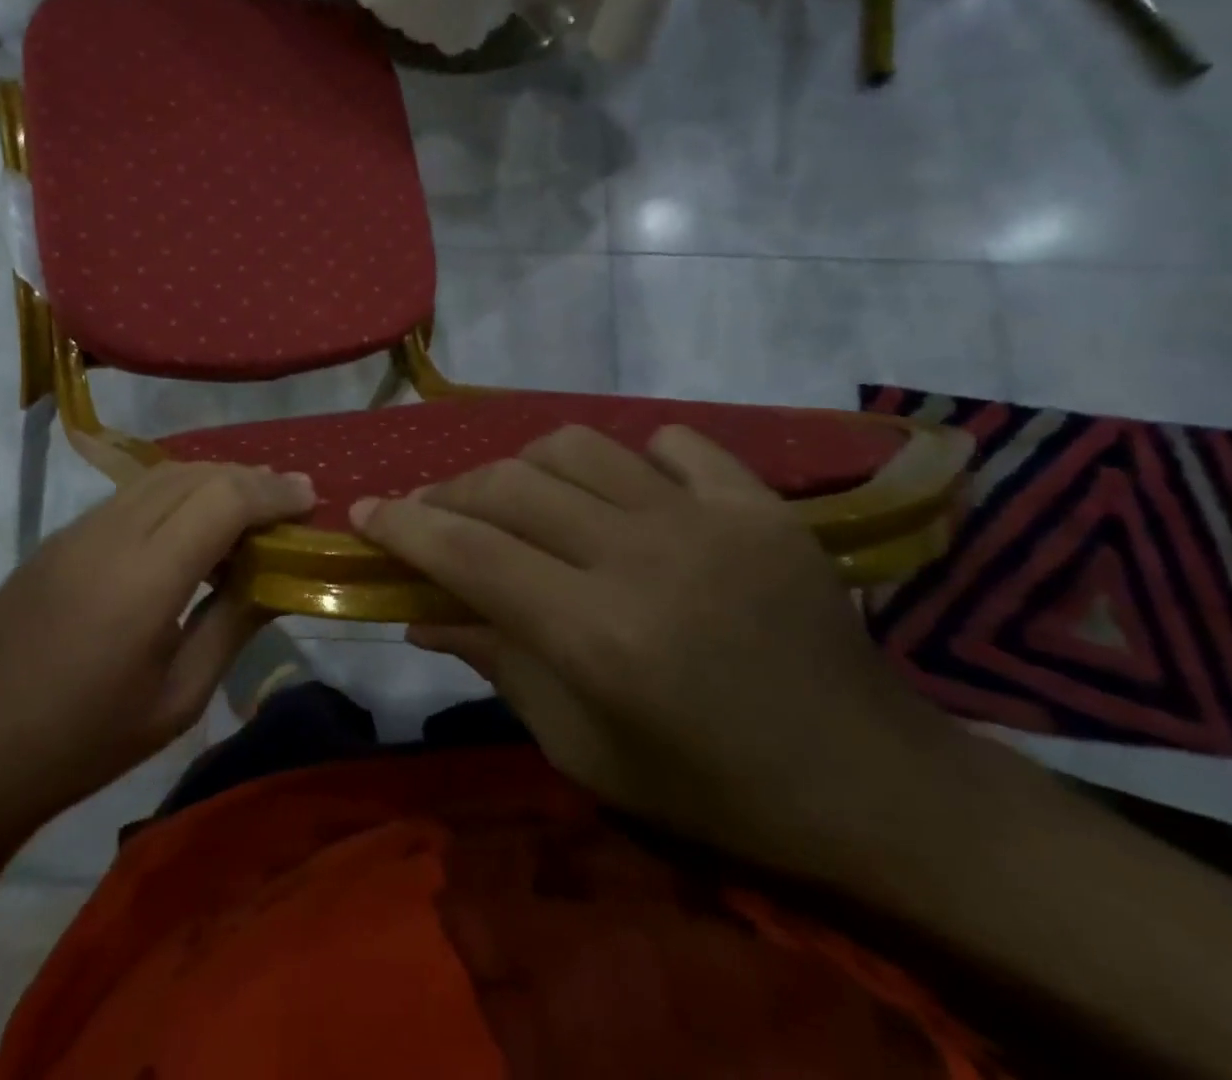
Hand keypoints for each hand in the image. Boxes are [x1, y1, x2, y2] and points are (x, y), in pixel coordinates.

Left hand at [0, 462, 313, 829]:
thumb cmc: (85, 742)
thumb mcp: (177, 700)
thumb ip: (232, 627)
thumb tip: (276, 580)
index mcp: (144, 579)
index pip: (222, 500)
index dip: (272, 492)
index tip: (309, 499)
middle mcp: (110, 535)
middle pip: (194, 475)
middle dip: (249, 479)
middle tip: (286, 503)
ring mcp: (77, 531)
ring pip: (160, 477)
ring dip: (211, 481)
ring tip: (246, 509)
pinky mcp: (58, 538)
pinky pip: (130, 495)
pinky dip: (174, 494)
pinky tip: (189, 527)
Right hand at [352, 424, 972, 886]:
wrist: (868, 782)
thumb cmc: (709, 788)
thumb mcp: (583, 748)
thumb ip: (497, 664)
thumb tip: (419, 613)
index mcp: (599, 636)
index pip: (470, 554)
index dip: (404, 527)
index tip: (363, 513)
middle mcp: (645, 559)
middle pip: (512, 485)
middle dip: (450, 492)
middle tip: (430, 513)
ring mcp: (710, 520)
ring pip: (578, 446)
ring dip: (526, 467)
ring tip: (517, 499)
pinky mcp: (760, 504)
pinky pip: (672, 444)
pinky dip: (630, 460)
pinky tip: (624, 494)